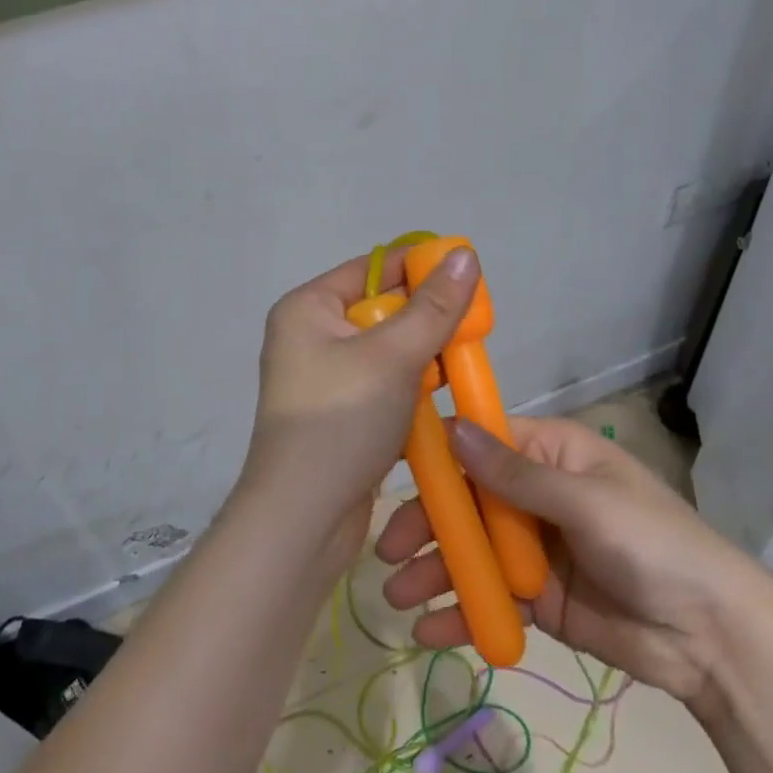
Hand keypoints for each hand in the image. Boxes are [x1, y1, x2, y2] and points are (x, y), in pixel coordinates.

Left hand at [232, 245, 480, 571]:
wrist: (302, 519)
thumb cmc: (341, 422)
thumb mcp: (392, 357)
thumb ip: (434, 307)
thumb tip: (465, 252)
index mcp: (308, 308)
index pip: (373, 268)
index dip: (420, 268)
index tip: (468, 278)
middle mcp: (309, 334)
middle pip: (381, 308)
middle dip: (425, 318)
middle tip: (471, 329)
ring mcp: (322, 376)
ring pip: (386, 349)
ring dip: (422, 356)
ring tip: (458, 363)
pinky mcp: (337, 412)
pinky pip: (381, 383)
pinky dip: (409, 387)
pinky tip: (438, 396)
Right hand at [377, 415, 770, 707]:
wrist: (713, 639)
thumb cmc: (652, 544)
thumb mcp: (585, 501)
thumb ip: (515, 474)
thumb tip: (452, 429)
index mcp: (551, 453)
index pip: (483, 442)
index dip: (439, 456)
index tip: (393, 473)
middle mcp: (536, 493)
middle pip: (467, 500)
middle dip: (427, 525)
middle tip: (386, 551)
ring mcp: (534, 548)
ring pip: (472, 551)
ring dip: (434, 572)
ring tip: (396, 599)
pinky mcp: (538, 598)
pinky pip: (490, 598)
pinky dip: (460, 613)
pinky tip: (429, 632)